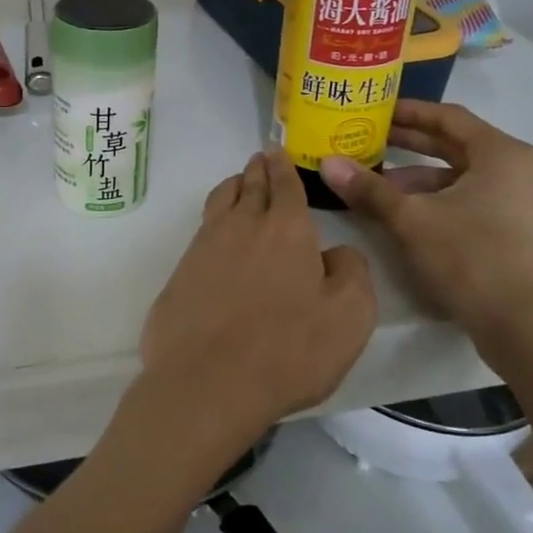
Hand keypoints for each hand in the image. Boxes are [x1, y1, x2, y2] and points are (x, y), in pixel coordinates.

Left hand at [137, 149, 377, 448]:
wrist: (207, 381)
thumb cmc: (288, 350)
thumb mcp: (349, 317)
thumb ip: (351, 273)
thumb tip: (336, 252)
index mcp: (287, 229)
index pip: (285, 184)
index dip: (284, 167)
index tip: (278, 151)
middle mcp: (242, 226)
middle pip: (249, 186)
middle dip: (258, 169)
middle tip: (260, 158)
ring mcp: (205, 246)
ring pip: (220, 201)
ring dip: (233, 186)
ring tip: (239, 183)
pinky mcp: (181, 271)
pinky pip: (201, 230)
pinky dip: (213, 219)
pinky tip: (217, 232)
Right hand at [320, 101, 532, 344]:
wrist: (527, 326)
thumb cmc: (472, 257)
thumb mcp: (411, 219)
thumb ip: (369, 189)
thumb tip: (327, 163)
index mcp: (500, 153)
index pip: (447, 117)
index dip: (408, 111)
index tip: (374, 110)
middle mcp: (515, 170)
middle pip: (454, 145)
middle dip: (409, 143)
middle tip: (366, 138)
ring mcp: (518, 203)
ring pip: (459, 177)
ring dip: (417, 177)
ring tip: (374, 183)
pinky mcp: (514, 232)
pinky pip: (468, 200)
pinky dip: (435, 200)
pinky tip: (403, 215)